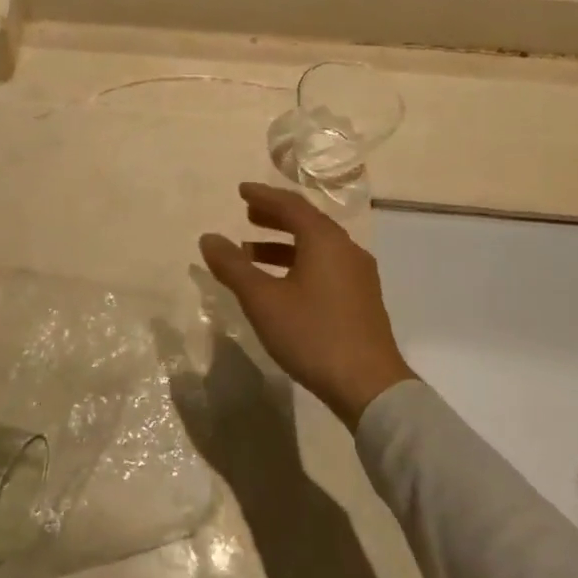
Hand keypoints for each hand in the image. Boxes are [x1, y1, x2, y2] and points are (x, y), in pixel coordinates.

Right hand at [199, 182, 414, 428]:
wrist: (369, 387)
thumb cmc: (312, 334)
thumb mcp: (263, 300)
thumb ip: (233, 267)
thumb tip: (208, 238)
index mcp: (325, 241)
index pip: (291, 205)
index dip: (263, 196)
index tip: (241, 190)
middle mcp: (346, 250)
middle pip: (307, 222)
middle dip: (274, 217)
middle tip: (247, 215)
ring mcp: (358, 276)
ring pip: (316, 247)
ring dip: (283, 244)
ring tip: (251, 253)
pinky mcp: (361, 299)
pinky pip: (325, 265)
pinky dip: (298, 263)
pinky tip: (280, 283)